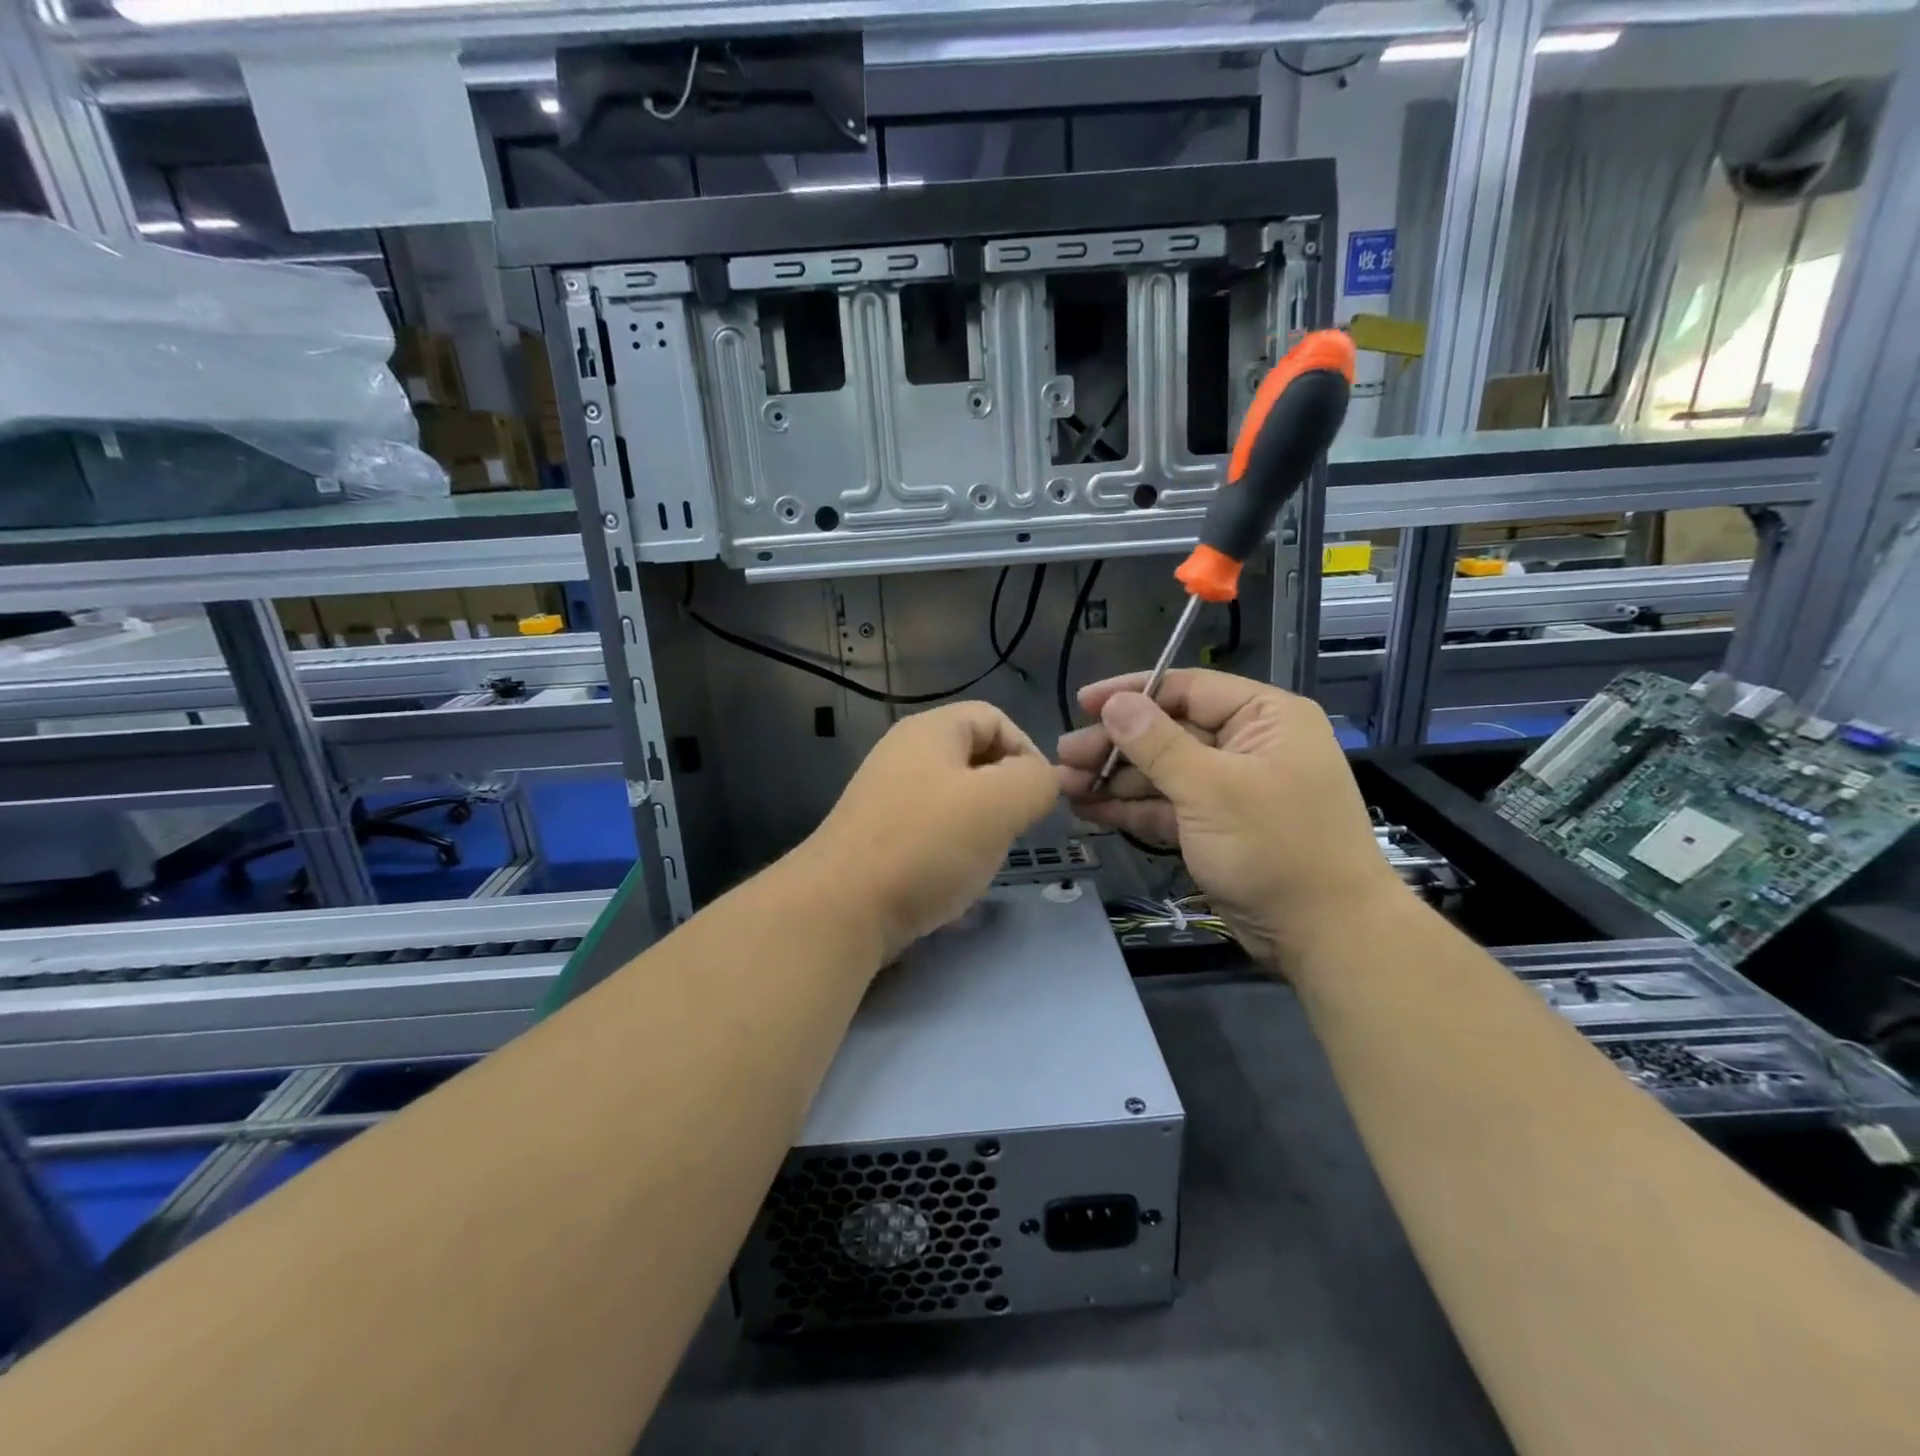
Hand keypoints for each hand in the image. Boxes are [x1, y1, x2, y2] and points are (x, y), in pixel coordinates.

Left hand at [806, 702, 1057, 960]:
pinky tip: (951, 881)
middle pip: (974, 759)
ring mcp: (885, 798)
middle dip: (1004, 794)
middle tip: (1013, 831)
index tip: (1038, 799)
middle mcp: (903, 755)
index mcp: (930, 731)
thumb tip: (1041, 782)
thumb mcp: (1001, 803)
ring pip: (954, 801)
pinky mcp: (876, 839)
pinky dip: (949, 852)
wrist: (842, 908)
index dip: (1027, 751)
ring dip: (980, 828)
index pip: (995, 718)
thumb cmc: (927, 843)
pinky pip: (928, 833)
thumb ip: (1037, 781)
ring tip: (982, 860)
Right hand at [1057, 669, 1400, 965]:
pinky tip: (1089, 811)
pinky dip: (1131, 809)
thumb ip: (1157, 743)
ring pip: (1163, 772)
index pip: (1188, 688)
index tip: (1084, 703)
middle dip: (1115, 745)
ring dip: (1115, 780)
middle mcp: (1248, 745)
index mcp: (1264, 717)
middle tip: (1064, 757)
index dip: (1133, 693)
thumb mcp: (1211, 788)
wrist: (1325, 935)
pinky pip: (1168, 807)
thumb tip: (1114, 703)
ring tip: (1065, 787)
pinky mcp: (1216, 827)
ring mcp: (1231, 789)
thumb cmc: (1275, 846)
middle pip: (1169, 732)